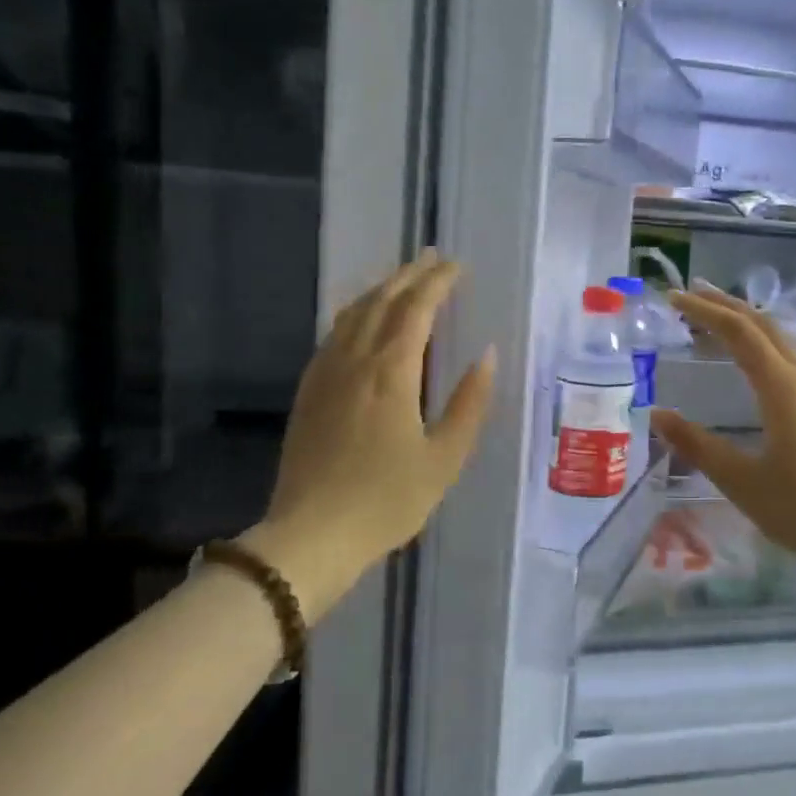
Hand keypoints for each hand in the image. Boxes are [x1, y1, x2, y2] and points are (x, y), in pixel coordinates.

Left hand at [239, 251, 495, 622]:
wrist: (310, 536)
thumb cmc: (387, 500)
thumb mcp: (444, 458)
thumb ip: (469, 403)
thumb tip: (487, 355)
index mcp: (391, 372)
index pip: (416, 309)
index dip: (437, 283)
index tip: (456, 266)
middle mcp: (354, 361)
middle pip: (381, 302)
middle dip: (409, 275)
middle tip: (432, 258)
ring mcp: (325, 374)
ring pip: (352, 315)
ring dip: (379, 290)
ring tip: (400, 280)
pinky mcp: (308, 393)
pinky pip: (333, 336)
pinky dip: (354, 315)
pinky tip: (360, 322)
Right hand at [650, 286, 795, 580]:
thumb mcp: (744, 482)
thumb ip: (700, 446)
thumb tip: (658, 415)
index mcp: (782, 388)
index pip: (738, 332)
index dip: (704, 311)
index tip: (673, 298)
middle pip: (764, 325)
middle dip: (726, 305)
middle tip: (692, 294)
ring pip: (782, 342)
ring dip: (748, 325)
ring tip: (718, 325)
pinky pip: (792, 363)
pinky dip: (764, 349)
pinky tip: (758, 370)